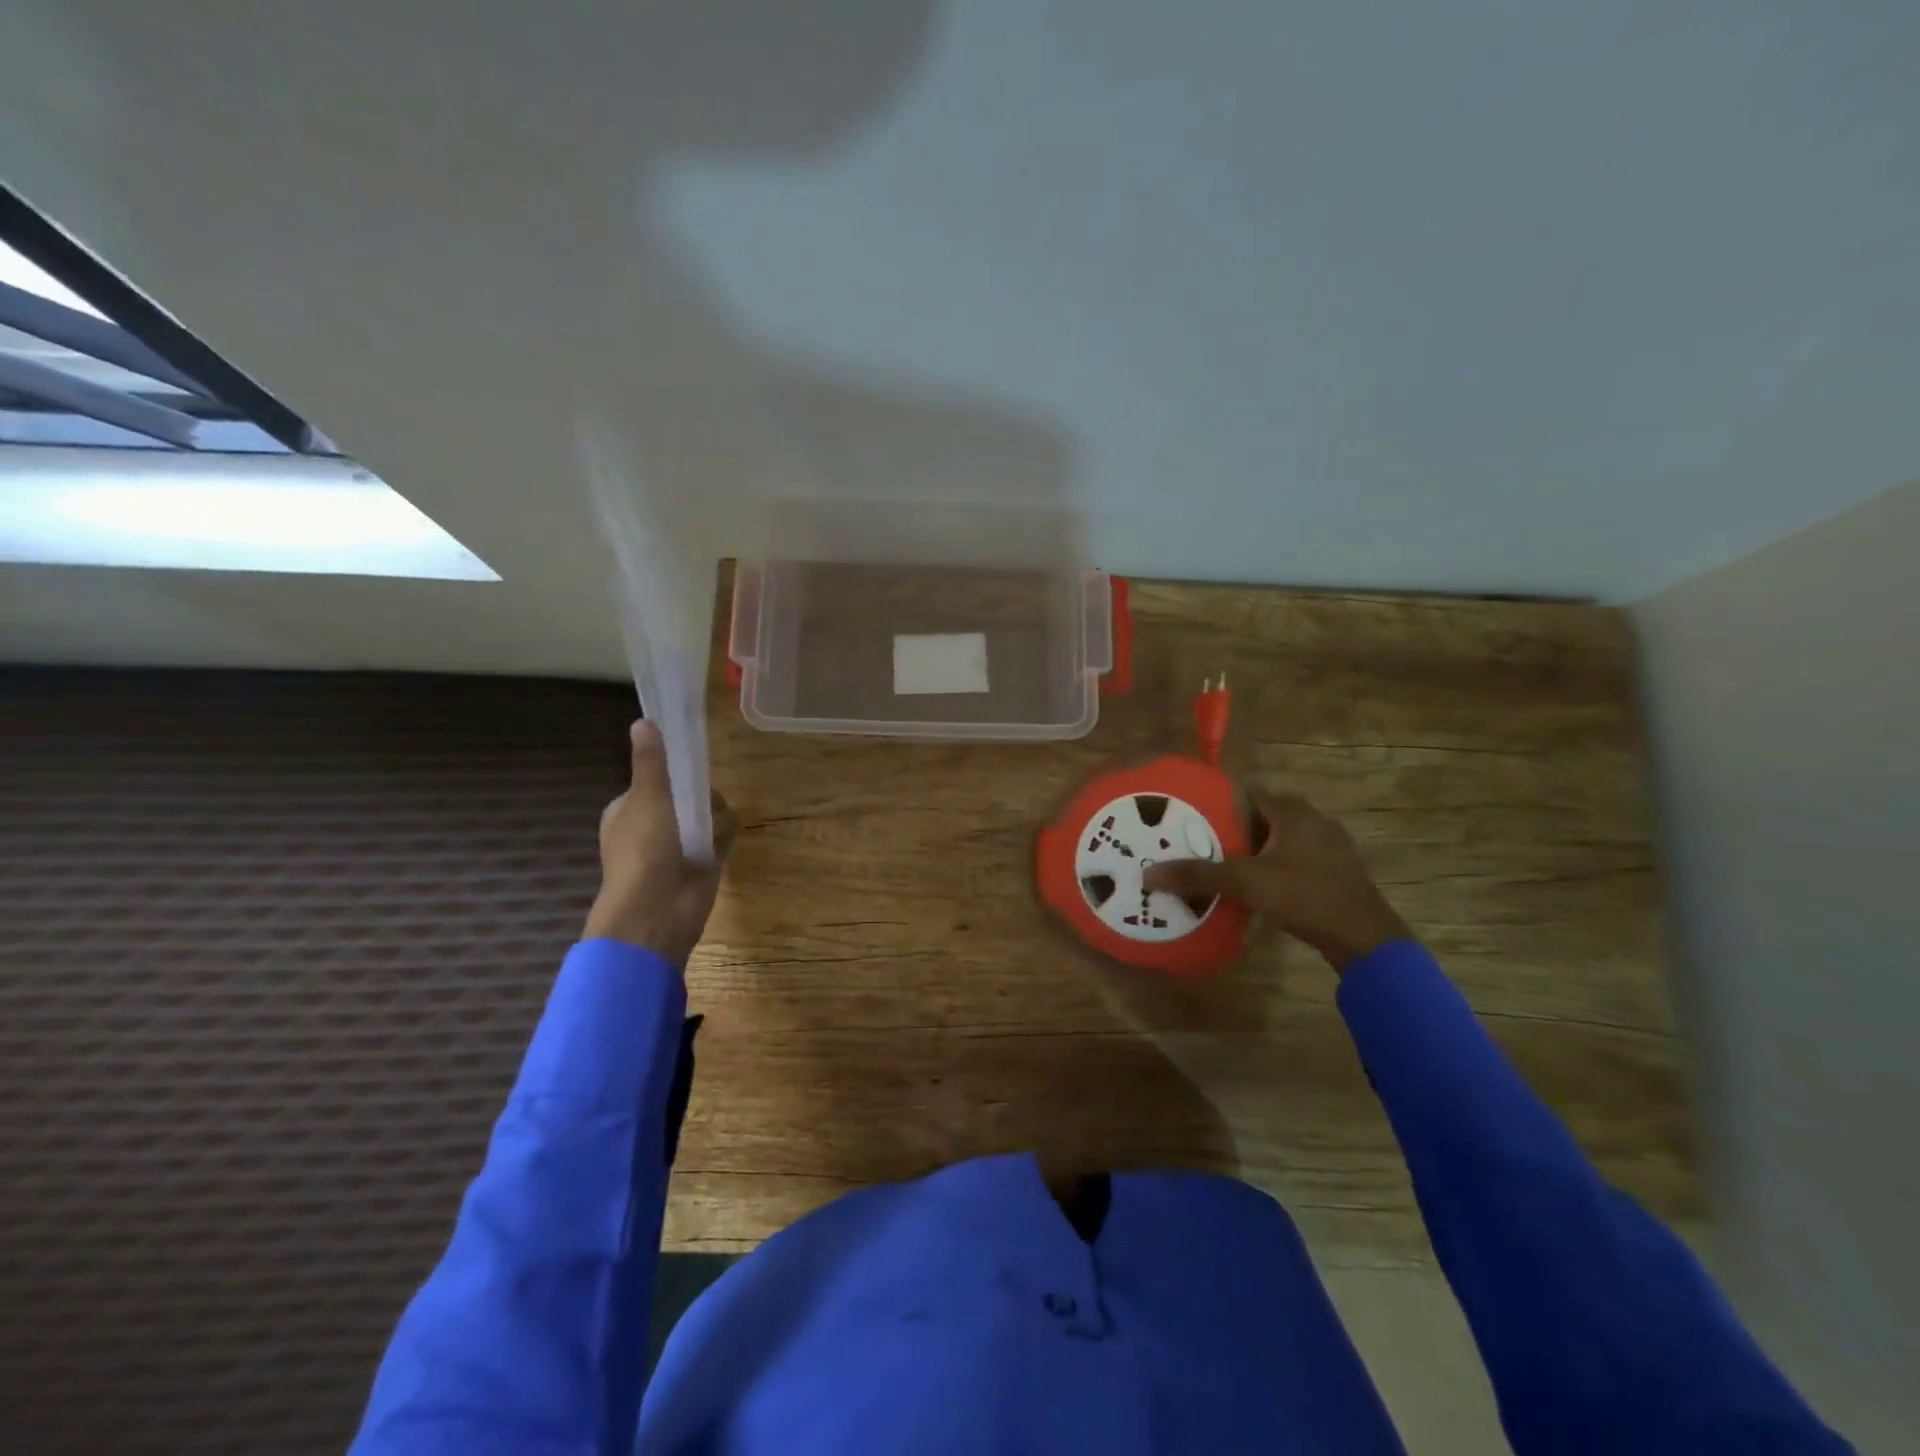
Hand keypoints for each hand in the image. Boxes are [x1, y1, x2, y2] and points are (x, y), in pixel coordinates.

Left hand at [583, 720, 734, 968]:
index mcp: (628, 812)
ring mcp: (677, 848)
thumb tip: (643, 721)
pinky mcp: (702, 863)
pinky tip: (724, 837)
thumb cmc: (644, 850)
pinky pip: (719, 837)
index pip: (655, 780)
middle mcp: (652, 828)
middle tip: (702, 797)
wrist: (657, 910)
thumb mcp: (647, 797)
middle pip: (685, 795)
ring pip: (705, 815)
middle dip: (699, 794)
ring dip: (714, 815)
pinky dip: (724, 835)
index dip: (672, 771)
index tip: (691, 762)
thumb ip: (651, 762)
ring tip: (713, 823)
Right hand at [1143, 791, 1409, 971]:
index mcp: (1294, 811)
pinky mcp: (1333, 873)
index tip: (1186, 815)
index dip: (1215, 801)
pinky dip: (1268, 867)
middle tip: (1194, 842)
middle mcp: (1313, 821)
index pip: (1246, 792)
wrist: (1366, 941)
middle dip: (1228, 828)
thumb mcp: (1247, 883)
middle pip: (1260, 816)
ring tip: (1214, 865)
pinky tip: (1249, 888)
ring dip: (1249, 850)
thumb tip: (1148, 874)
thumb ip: (1198, 875)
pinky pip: (1291, 860)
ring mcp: (1328, 848)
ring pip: (1276, 840)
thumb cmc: (1307, 897)